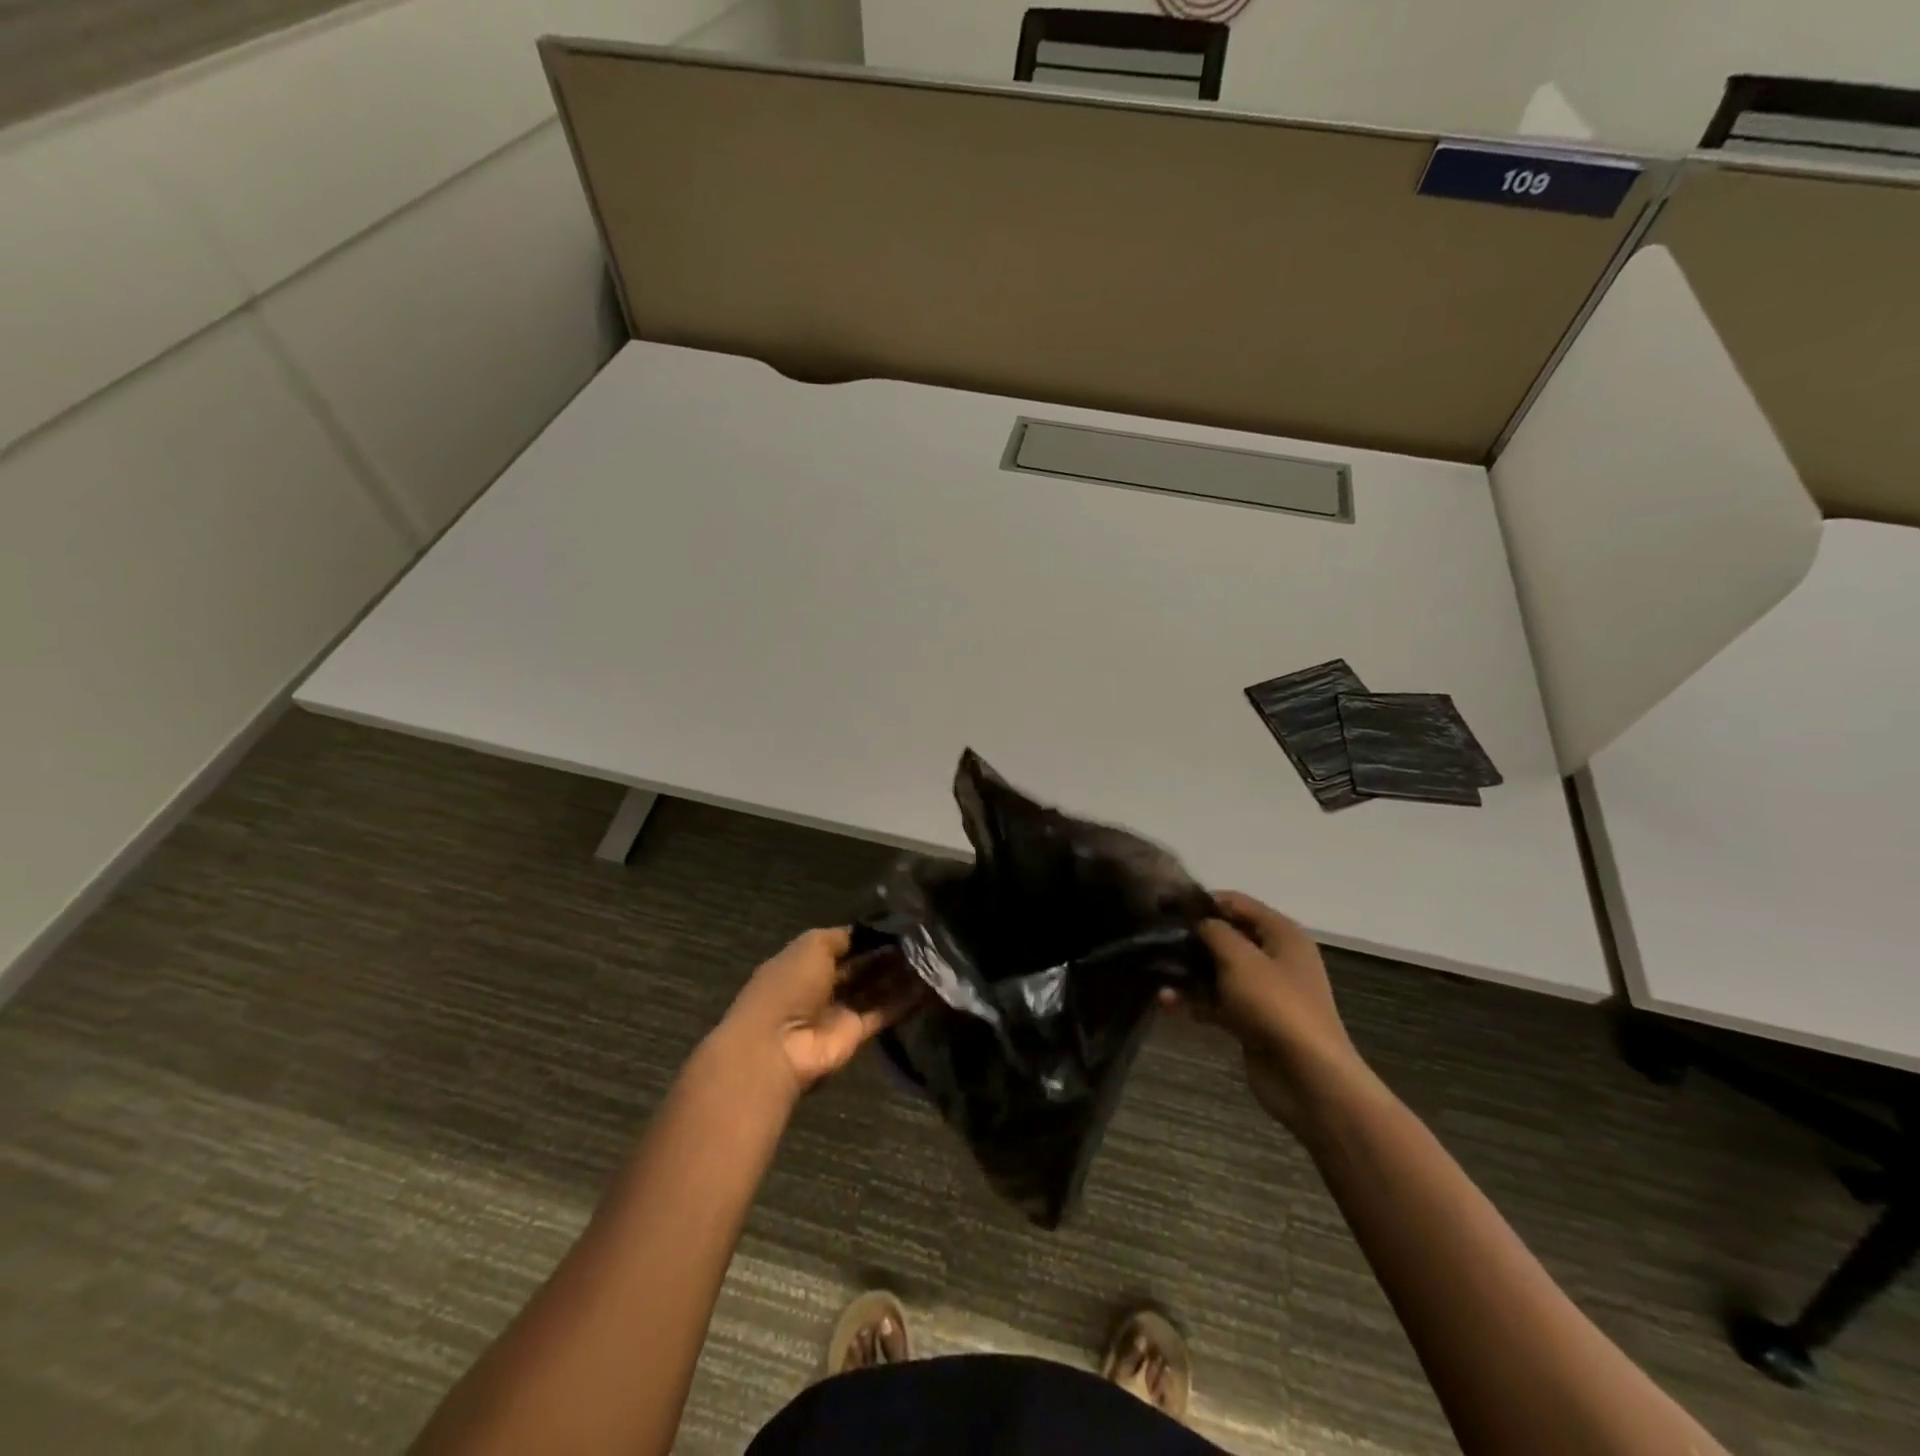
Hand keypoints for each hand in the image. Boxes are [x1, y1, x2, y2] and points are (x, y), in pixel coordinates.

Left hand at [713, 928, 918, 1097]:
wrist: (777, 1047)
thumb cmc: (789, 986)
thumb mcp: (812, 946)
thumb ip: (841, 937)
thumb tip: (867, 931)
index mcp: (806, 962)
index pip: (844, 944)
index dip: (869, 935)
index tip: (900, 924)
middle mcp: (824, 985)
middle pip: (862, 966)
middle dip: (888, 954)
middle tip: (922, 940)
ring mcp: (839, 1012)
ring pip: (875, 989)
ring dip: (900, 975)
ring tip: (931, 957)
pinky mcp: (856, 1035)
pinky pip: (884, 1012)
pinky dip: (904, 1000)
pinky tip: (929, 985)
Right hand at [1177, 891, 1367, 1132]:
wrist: (1307, 1077)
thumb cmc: (1275, 1005)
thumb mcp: (1240, 958)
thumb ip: (1214, 932)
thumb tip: (1199, 923)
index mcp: (1281, 934)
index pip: (1237, 903)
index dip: (1203, 902)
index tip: (1166, 906)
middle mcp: (1275, 957)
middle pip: (1226, 937)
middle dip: (1192, 939)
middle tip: (1156, 939)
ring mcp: (1264, 991)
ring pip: (1218, 971)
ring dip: (1188, 973)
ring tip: (1156, 973)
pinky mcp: (1251, 1020)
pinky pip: (1218, 1001)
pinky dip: (1195, 1000)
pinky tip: (1167, 1002)